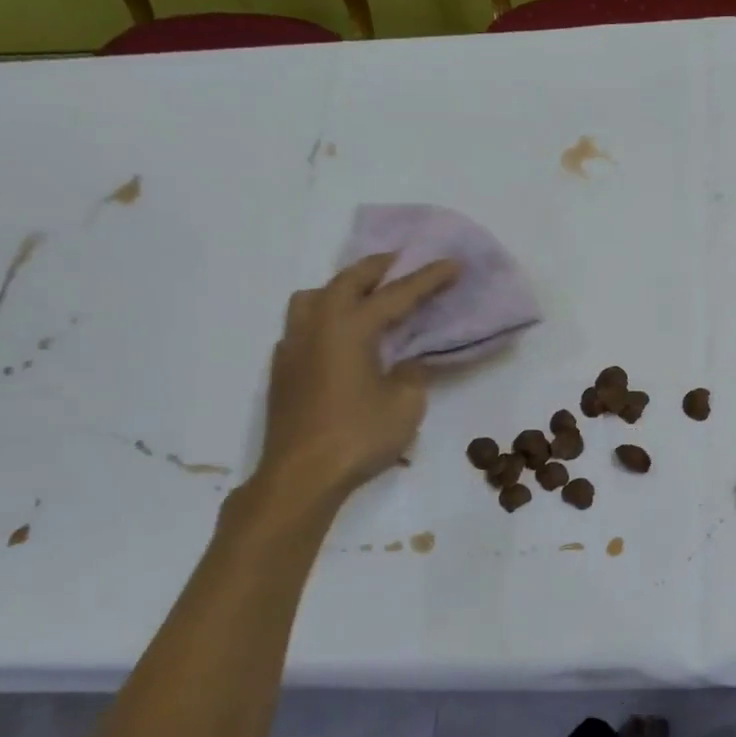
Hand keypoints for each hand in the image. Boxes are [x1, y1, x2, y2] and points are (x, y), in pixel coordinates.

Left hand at [254, 253, 458, 505]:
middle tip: (402, 261)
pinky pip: (302, 324)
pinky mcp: (283, 369)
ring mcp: (294, 347)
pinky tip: (339, 337)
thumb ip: (412, 373)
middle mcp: (318, 327)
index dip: (428, 278)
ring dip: (341, 287)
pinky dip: (324, 316)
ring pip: (313, 297)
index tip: (452, 263)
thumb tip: (407, 362)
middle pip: (347, 281)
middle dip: (378, 267)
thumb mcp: (405, 404)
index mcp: (350, 329)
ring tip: (364, 295)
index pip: (397, 295)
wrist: (301, 475)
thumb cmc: (359, 436)